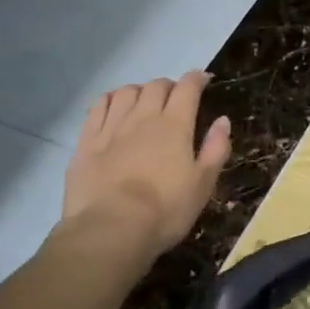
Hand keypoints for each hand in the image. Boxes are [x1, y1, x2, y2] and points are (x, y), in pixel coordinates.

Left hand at [56, 72, 230, 267]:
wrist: (111, 229)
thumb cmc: (166, 210)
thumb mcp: (203, 184)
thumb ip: (215, 148)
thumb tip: (223, 120)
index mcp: (175, 125)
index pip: (187, 89)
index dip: (197, 79)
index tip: (203, 79)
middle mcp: (143, 117)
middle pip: (156, 86)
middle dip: (169, 85)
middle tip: (175, 96)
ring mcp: (111, 127)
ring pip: (125, 92)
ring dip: (139, 90)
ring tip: (144, 100)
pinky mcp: (86, 142)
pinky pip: (97, 108)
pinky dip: (109, 100)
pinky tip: (112, 106)